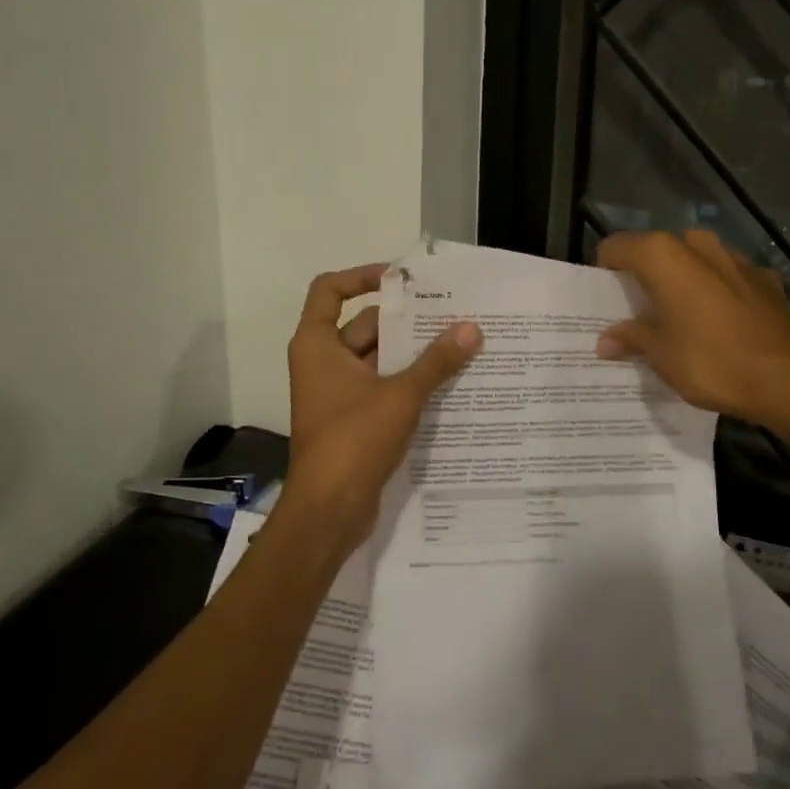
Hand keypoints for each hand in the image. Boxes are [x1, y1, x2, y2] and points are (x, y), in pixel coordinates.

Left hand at [284, 263, 481, 550]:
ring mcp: (337, 392)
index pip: (330, 290)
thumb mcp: (400, 395)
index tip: (402, 280)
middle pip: (364, 324)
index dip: (362, 276)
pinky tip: (449, 381)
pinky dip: (408, 380)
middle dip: (406, 320)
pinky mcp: (353, 419)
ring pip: (378, 358)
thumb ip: (436, 361)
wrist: (329, 511)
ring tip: (460, 342)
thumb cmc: (353, 440)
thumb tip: (471, 328)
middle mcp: (323, 362)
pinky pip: (382, 386)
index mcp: (317, 345)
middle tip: (452, 312)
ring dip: (412, 352)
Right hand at [595, 230, 789, 433]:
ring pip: (693, 261)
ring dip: (681, 282)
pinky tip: (717, 325)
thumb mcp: (661, 355)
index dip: (605, 272)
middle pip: (656, 251)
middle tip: (638, 312)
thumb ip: (631, 338)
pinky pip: (725, 277)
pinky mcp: (764, 278)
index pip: (616, 247)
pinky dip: (714, 292)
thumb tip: (605, 340)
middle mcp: (698, 245)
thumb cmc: (712, 362)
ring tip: (676, 318)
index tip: (604, 300)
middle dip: (645, 276)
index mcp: (664, 255)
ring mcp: (736, 258)